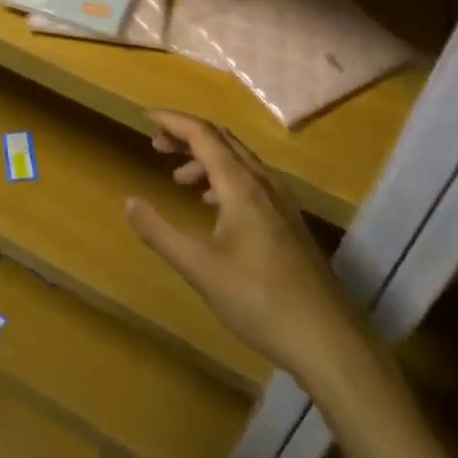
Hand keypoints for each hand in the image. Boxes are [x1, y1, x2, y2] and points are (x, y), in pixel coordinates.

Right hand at [124, 111, 370, 382]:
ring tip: (178, 179)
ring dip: (205, 159)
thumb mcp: (199, 268)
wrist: (328, 340)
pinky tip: (213, 206)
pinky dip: (224, 180)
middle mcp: (264, 183)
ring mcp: (282, 202)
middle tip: (156, 145)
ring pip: (238, 161)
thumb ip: (160, 233)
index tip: (145, 117)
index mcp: (241, 186)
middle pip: (222, 140)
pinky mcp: (289, 222)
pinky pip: (251, 182)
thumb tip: (129, 202)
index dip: (173, 121)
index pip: (203, 134)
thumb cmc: (259, 300)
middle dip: (187, 136)